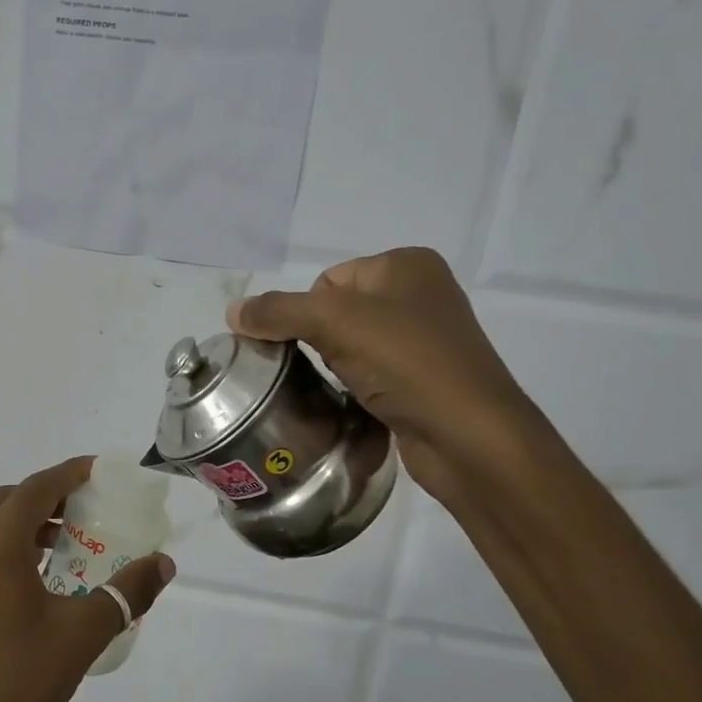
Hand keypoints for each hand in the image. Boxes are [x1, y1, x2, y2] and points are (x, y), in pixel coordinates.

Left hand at [0, 455, 174, 701]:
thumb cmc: (15, 681)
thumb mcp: (81, 635)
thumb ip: (126, 592)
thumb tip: (163, 565)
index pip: (38, 487)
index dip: (71, 473)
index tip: (100, 471)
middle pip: (8, 500)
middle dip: (47, 497)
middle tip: (84, 513)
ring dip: (22, 525)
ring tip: (59, 548)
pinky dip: (0, 550)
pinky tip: (23, 586)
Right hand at [227, 248, 538, 506]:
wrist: (469, 437)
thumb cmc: (406, 362)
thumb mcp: (335, 322)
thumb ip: (278, 312)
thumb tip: (232, 312)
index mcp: (407, 265)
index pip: (327, 279)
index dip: (306, 312)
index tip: (308, 346)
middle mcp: (421, 295)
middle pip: (337, 312)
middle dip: (317, 340)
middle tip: (318, 369)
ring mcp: (425, 340)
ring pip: (352, 346)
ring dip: (334, 367)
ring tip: (338, 390)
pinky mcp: (424, 380)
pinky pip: (371, 375)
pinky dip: (355, 388)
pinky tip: (355, 405)